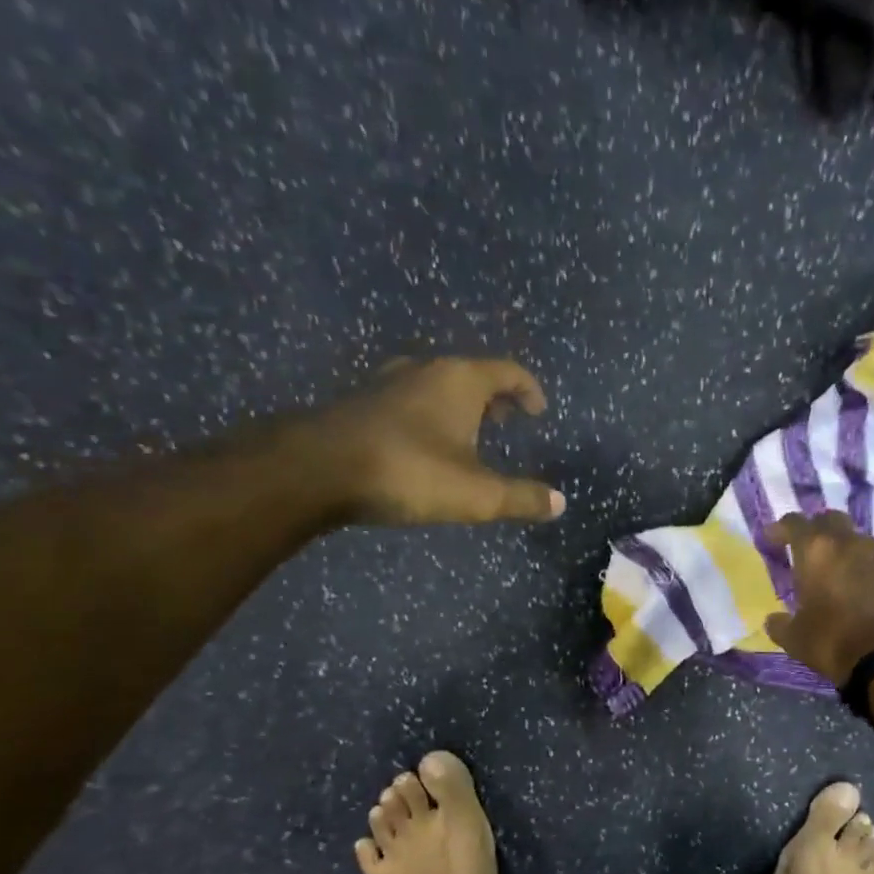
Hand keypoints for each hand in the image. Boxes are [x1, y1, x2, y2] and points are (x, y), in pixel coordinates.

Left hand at [295, 358, 564, 525]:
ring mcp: (386, 384)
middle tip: (503, 423)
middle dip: (492, 398)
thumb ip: (522, 497)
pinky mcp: (358, 404)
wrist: (315, 469)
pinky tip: (420, 447)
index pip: (507, 371)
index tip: (537, 412)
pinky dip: (425, 416)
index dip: (528, 390)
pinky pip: (405, 402)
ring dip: (455, 407)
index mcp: (460, 380)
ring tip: (464, 435)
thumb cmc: (409, 472)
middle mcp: (424, 371)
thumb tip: (559, 502)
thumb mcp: (477, 494)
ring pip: (433, 386)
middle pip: (469, 374)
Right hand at [763, 512, 873, 684]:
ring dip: (847, 550)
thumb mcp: (794, 638)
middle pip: (832, 520)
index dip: (780, 529)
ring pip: (860, 541)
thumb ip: (780, 624)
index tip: (772, 540)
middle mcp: (850, 545)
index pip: (794, 523)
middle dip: (817, 529)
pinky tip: (867, 596)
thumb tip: (774, 620)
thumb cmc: (831, 642)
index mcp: (817, 551)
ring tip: (839, 572)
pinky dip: (871, 575)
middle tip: (809, 548)